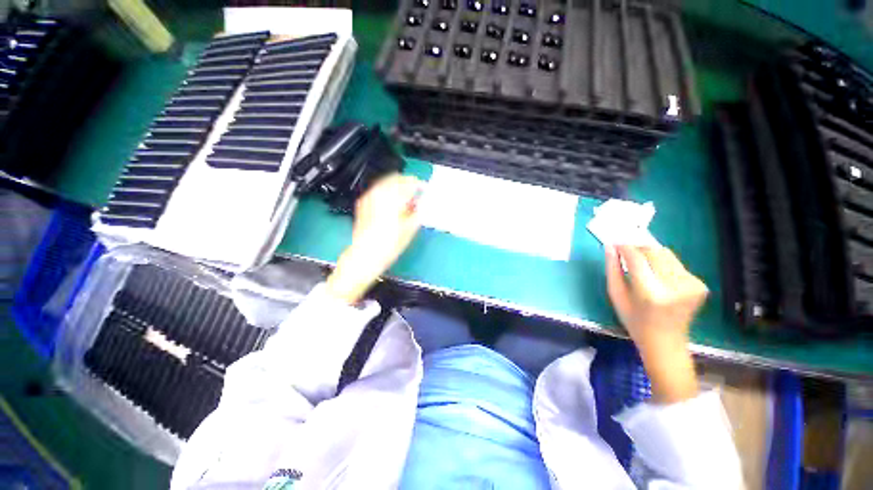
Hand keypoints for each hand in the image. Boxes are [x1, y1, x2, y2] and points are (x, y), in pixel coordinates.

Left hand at [326, 174, 423, 303]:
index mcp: (393, 202)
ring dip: (396, 185)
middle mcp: (380, 197)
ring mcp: (369, 199)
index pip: (408, 184)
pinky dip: (386, 190)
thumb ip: (417, 214)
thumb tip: (422, 204)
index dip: (419, 184)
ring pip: (385, 182)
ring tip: (404, 194)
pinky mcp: (363, 204)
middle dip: (407, 181)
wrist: (364, 256)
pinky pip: (376, 190)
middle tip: (415, 188)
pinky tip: (390, 200)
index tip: (424, 187)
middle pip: (395, 179)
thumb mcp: (408, 232)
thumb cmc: (388, 247)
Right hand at [605, 245, 708, 402]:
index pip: (637, 258)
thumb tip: (610, 246)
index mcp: (651, 293)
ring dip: (650, 253)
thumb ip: (612, 269)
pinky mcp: (700, 284)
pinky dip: (662, 263)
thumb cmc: (634, 321)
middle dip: (638, 246)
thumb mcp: (616, 296)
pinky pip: (676, 263)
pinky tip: (656, 274)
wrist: (666, 343)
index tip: (615, 241)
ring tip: (639, 263)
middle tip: (625, 250)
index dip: (625, 246)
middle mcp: (675, 286)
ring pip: (667, 254)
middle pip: (654, 251)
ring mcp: (691, 285)